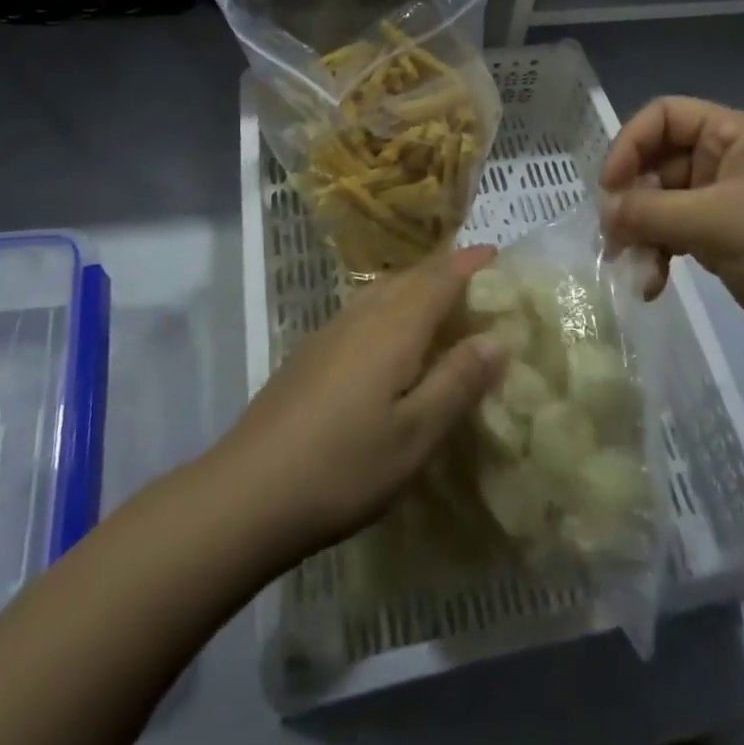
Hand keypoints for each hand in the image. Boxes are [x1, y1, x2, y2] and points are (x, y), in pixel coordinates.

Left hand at [213, 247, 505, 560]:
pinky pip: (363, 308)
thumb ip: (457, 382)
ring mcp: (331, 331)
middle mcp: (363, 315)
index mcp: (395, 326)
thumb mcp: (415, 435)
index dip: (470, 263)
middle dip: (445, 271)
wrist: (246, 491)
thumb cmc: (344, 466)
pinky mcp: (310, 352)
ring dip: (416, 285)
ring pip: (383, 290)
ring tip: (439, 300)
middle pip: (411, 277)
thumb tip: (496, 339)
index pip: (441, 278)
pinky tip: (388, 336)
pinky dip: (390, 305)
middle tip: (477, 278)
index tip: (497, 252)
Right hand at [600, 97, 743, 366]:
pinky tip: (652, 286)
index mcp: (732, 134)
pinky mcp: (725, 243)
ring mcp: (724, 204)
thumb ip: (653, 212)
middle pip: (658, 162)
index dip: (630, 143)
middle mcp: (725, 161)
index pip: (664, 116)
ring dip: (641, 232)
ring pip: (662, 204)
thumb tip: (605, 213)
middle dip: (632, 197)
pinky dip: (659, 256)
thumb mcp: (720, 221)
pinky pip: (676, 238)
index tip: (609, 186)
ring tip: (630, 266)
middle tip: (612, 235)